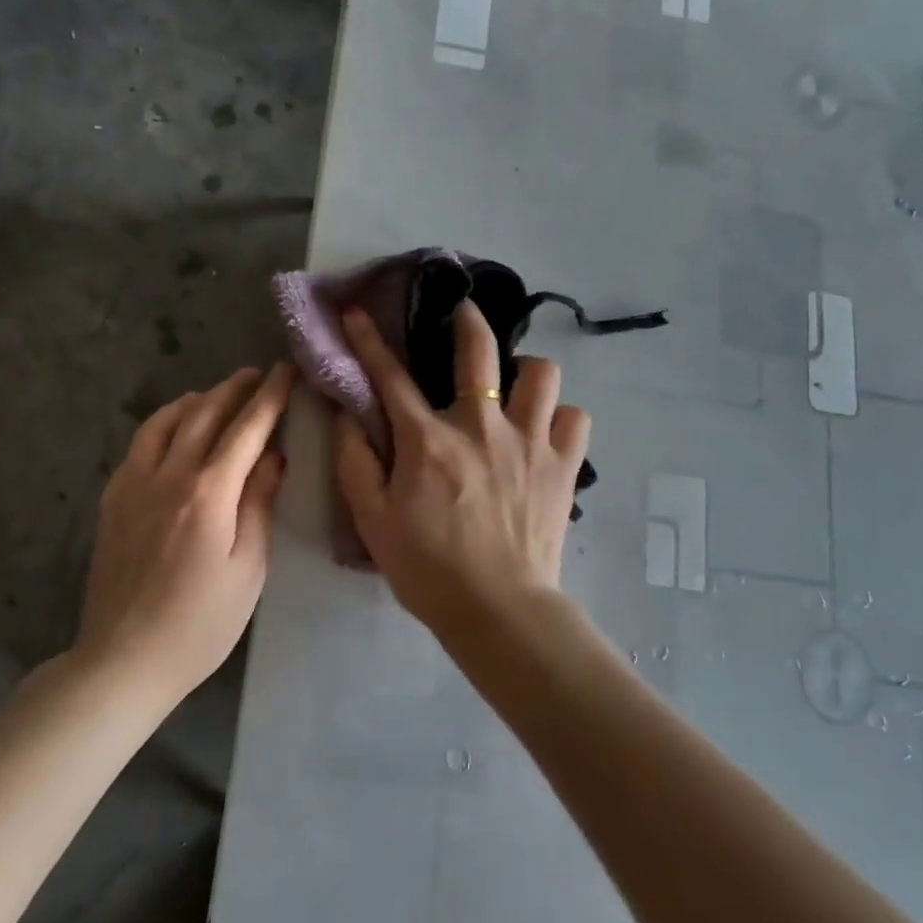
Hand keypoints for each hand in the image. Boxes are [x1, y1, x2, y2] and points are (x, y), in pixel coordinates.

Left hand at [77, 364, 293, 696]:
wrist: (124, 659)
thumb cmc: (201, 623)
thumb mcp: (248, 569)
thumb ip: (259, 505)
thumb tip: (272, 456)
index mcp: (208, 493)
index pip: (246, 429)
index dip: (269, 396)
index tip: (285, 371)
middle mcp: (168, 476)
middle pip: (203, 414)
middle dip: (233, 389)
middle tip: (255, 374)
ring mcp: (133, 485)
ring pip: (165, 421)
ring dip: (195, 400)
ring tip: (216, 394)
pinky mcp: (112, 500)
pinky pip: (140, 444)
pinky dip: (163, 423)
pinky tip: (174, 430)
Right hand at [333, 303, 590, 635]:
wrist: (498, 609)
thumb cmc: (428, 568)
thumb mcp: (372, 520)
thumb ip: (355, 461)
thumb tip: (348, 415)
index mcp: (428, 440)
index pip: (391, 376)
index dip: (369, 340)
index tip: (358, 313)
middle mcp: (482, 427)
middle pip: (479, 351)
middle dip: (467, 320)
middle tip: (463, 313)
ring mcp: (530, 442)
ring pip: (542, 374)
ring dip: (526, 373)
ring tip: (516, 389)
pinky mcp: (564, 465)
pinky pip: (574, 418)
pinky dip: (560, 418)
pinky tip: (545, 433)